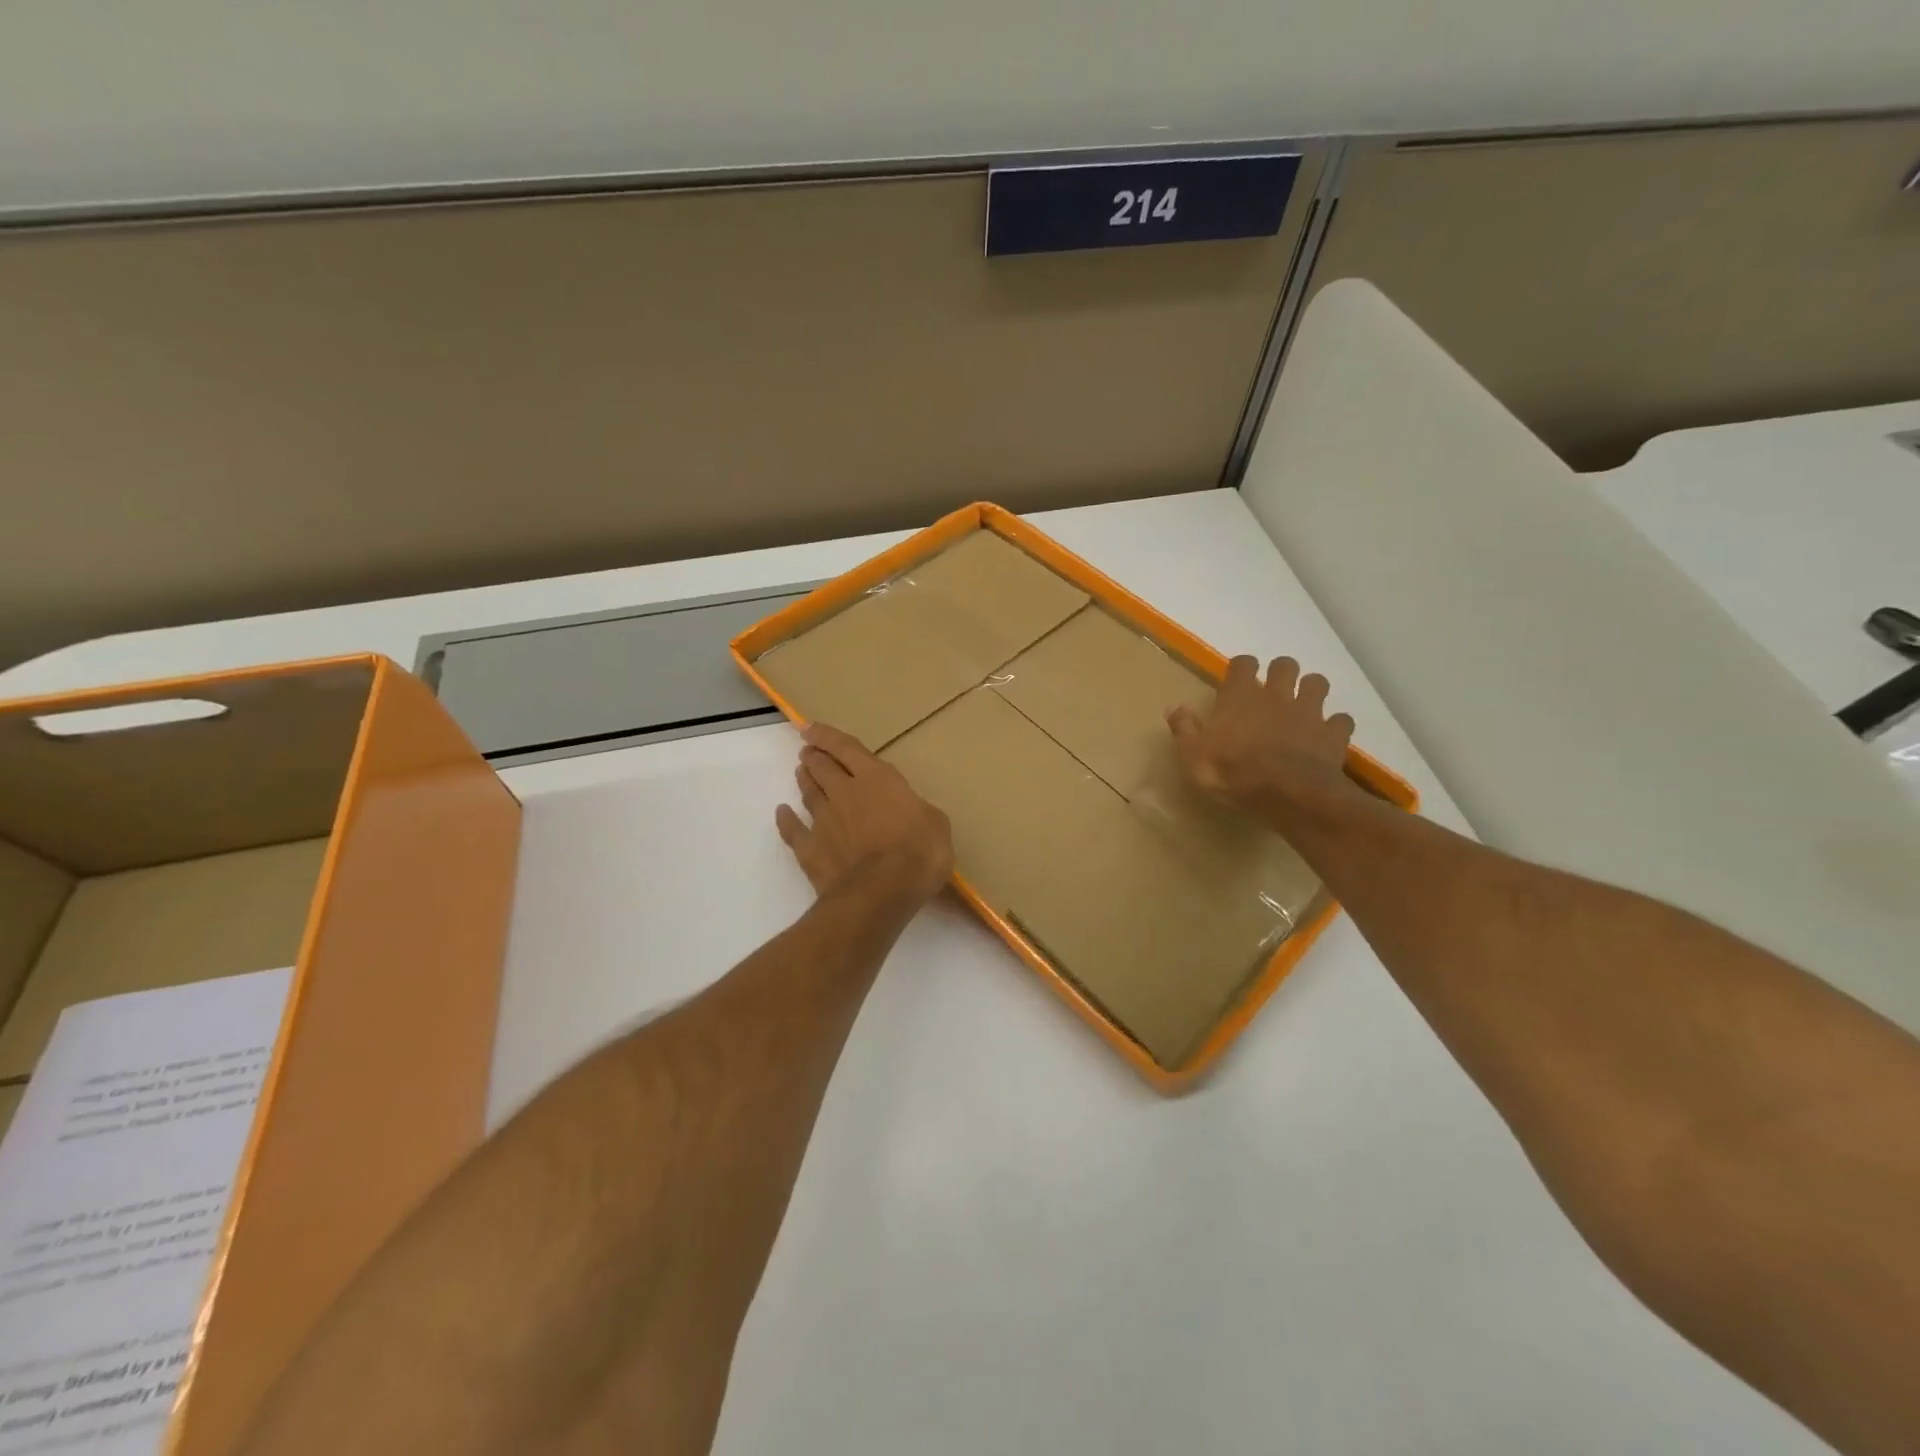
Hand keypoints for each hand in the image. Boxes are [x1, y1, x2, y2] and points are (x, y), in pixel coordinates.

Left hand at [776, 722, 954, 906]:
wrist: (882, 892)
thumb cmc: (919, 852)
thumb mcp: (936, 824)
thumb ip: (917, 811)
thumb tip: (910, 812)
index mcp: (877, 780)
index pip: (848, 749)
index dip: (828, 737)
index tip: (811, 728)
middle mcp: (845, 793)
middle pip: (823, 768)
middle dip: (815, 757)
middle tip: (809, 752)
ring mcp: (824, 821)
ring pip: (809, 793)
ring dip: (805, 781)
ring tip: (801, 773)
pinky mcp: (810, 850)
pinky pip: (793, 830)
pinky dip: (786, 820)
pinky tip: (782, 813)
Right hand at [1167, 656, 1355, 812]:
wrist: (1288, 794)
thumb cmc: (1233, 772)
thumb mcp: (1193, 755)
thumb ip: (1184, 728)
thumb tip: (1173, 707)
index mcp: (1240, 696)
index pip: (1243, 664)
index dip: (1242, 668)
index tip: (1238, 679)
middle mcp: (1276, 696)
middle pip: (1285, 666)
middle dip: (1281, 672)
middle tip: (1273, 690)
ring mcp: (1309, 712)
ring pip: (1317, 684)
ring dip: (1311, 690)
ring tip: (1303, 706)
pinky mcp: (1333, 734)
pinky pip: (1341, 721)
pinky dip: (1335, 725)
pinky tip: (1326, 736)